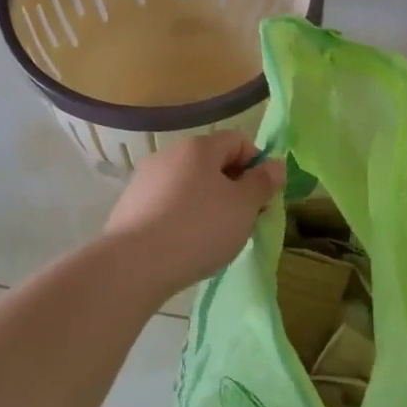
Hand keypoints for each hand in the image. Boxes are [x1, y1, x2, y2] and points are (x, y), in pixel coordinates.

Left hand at [103, 130, 285, 292]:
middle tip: (245, 220)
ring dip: (209, 204)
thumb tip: (276, 165)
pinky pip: (168, 204)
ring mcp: (146, 179)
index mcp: (199, 147)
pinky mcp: (130, 206)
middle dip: (234, 187)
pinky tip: (186, 245)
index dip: (257, 164)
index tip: (264, 197)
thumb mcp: (243, 207)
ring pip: (190, 184)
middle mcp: (169, 154)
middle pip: (212, 162)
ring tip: (215, 238)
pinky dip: (183, 217)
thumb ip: (262, 183)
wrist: (133, 265)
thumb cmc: (198, 229)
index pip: (238, 140)